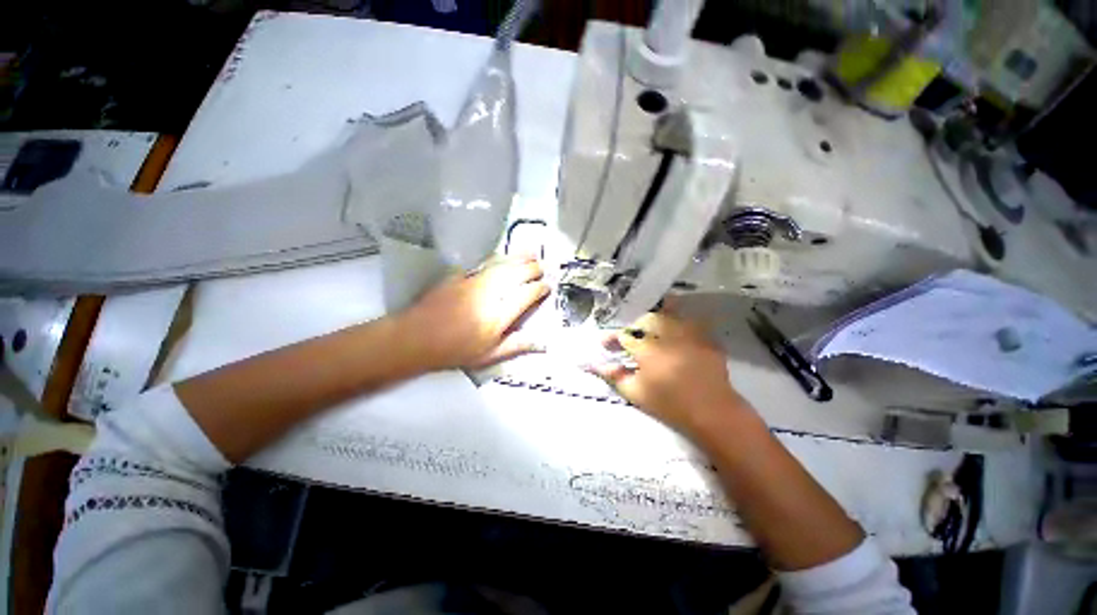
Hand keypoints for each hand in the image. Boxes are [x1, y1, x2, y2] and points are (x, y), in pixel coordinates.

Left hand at [397, 255, 549, 370]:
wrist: (416, 338)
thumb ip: (517, 346)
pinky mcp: (460, 276)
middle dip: (533, 269)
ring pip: (502, 265)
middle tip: (543, 267)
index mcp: (498, 315)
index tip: (547, 287)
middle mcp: (489, 294)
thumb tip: (543, 344)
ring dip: (519, 258)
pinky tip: (504, 256)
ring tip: (532, 253)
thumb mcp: (489, 355)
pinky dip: (498, 258)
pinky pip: (484, 264)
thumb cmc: (455, 351)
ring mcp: (474, 282)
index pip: (526, 295)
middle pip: (517, 275)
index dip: (540, 289)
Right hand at [590, 307, 750, 436]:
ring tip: (650, 329)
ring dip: (656, 318)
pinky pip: (689, 322)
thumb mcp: (636, 393)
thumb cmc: (670, 405)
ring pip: (669, 314)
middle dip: (634, 327)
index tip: (605, 344)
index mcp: (649, 351)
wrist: (713, 414)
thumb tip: (594, 365)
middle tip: (630, 339)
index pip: (625, 336)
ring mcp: (690, 335)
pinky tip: (674, 333)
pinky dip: (678, 323)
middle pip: (646, 319)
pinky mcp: (706, 338)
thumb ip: (614, 376)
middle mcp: (668, 336)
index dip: (612, 338)